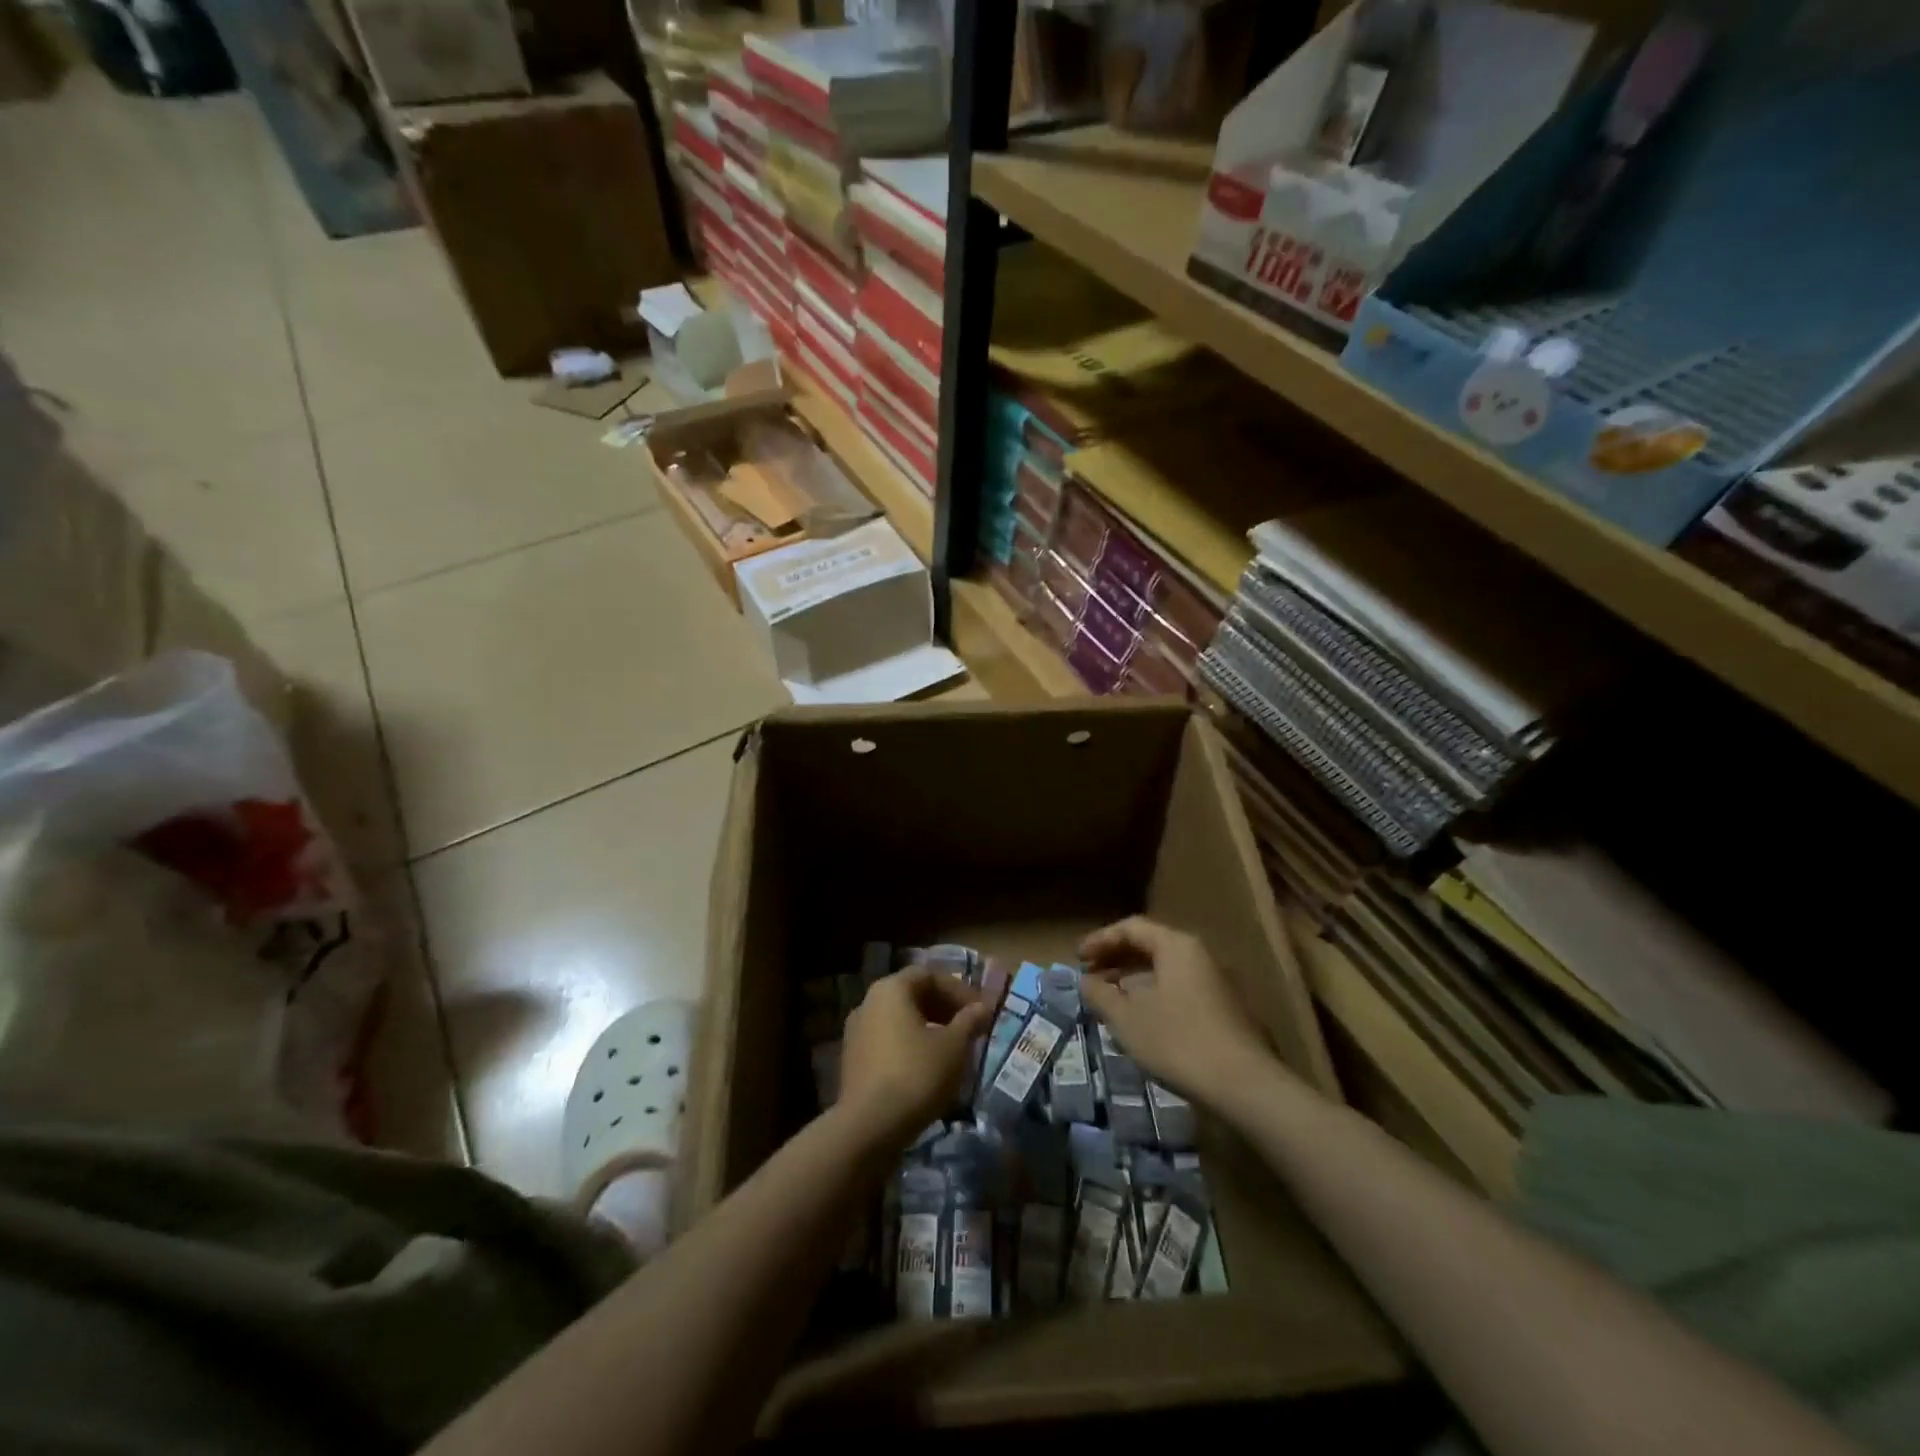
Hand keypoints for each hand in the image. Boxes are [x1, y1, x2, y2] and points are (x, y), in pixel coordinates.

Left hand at [838, 968, 990, 1145]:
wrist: (869, 1127)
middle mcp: (868, 1003)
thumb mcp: (954, 1046)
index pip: (929, 975)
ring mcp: (857, 1032)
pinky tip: (929, 1069)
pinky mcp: (853, 1061)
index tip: (980, 1010)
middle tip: (970, 1027)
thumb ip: (970, 1021)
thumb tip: (983, 1007)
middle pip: (912, 995)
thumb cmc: (917, 1074)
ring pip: (899, 1020)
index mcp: (891, 990)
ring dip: (928, 1028)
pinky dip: (910, 1046)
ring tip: (953, 1049)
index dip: (958, 989)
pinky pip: (888, 1042)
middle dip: (944, 1008)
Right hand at [1079, 916, 1285, 1109]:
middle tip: (1090, 977)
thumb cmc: (1178, 1041)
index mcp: (1176, 946)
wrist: (1244, 1085)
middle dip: (1116, 959)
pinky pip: (1178, 988)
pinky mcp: (1223, 1008)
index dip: (1100, 940)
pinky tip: (1140, 1019)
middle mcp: (1198, 955)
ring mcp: (1215, 981)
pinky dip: (1153, 994)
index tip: (1077, 959)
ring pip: (1165, 969)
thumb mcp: (1127, 1018)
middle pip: (1150, 945)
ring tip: (1109, 999)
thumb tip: (1085, 981)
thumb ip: (1101, 994)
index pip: (1131, 928)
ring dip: (1133, 979)